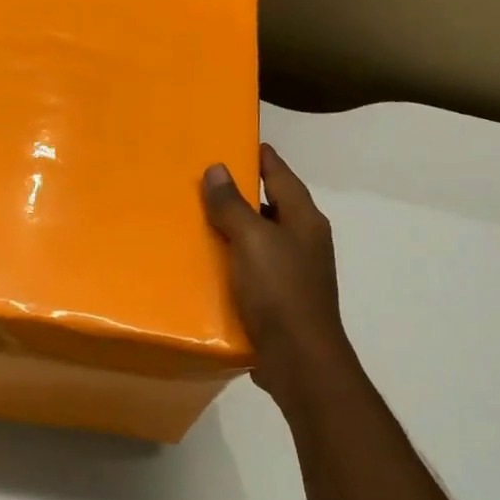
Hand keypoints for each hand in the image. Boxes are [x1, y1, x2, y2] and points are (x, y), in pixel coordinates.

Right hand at [201, 144, 355, 398]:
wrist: (299, 360)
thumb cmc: (280, 291)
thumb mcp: (252, 241)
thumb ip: (233, 205)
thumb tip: (217, 169)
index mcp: (304, 219)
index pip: (281, 174)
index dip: (260, 156)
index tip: (234, 140)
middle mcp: (303, 241)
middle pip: (270, 206)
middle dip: (240, 193)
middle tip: (201, 181)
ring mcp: (293, 272)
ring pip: (259, 239)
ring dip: (233, 229)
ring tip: (195, 219)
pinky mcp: (279, 299)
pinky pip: (251, 269)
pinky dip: (232, 261)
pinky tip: (205, 264)